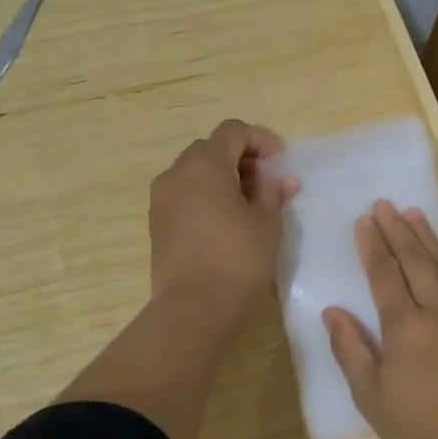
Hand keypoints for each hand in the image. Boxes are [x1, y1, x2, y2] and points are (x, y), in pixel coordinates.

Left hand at [148, 120, 297, 312]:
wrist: (193, 307)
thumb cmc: (237, 259)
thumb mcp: (267, 223)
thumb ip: (272, 193)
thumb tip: (281, 179)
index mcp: (205, 165)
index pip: (232, 131)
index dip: (259, 139)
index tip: (278, 161)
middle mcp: (177, 173)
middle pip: (210, 149)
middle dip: (239, 158)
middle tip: (263, 182)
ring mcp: (161, 198)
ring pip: (194, 172)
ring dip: (221, 177)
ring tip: (246, 204)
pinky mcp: (156, 222)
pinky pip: (183, 194)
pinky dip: (204, 195)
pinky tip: (224, 221)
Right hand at [323, 201, 437, 438]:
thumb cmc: (419, 428)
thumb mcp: (371, 396)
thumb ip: (351, 349)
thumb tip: (332, 311)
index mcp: (404, 326)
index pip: (384, 275)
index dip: (372, 246)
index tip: (364, 221)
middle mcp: (437, 310)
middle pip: (414, 261)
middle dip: (397, 230)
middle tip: (384, 204)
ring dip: (427, 238)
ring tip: (413, 213)